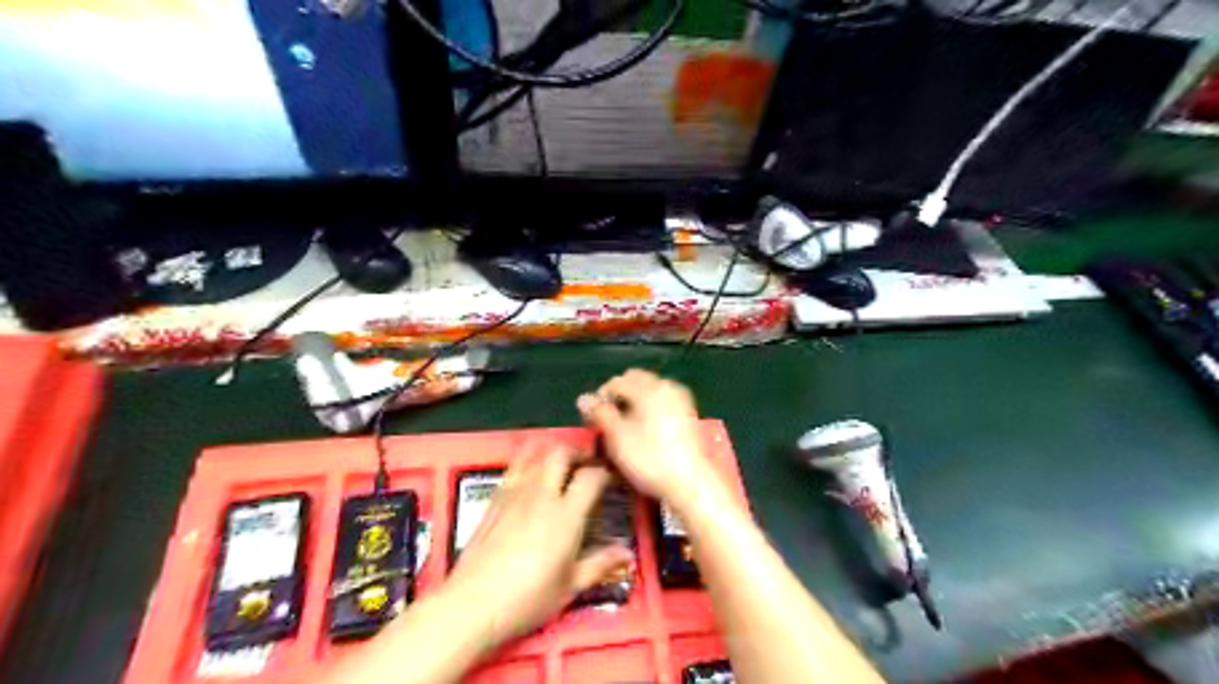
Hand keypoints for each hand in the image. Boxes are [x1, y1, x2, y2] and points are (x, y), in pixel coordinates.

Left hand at [440, 441, 628, 647]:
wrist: (473, 604)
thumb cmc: (528, 598)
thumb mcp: (570, 586)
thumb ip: (600, 564)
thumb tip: (627, 554)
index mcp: (566, 514)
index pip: (591, 476)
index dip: (605, 473)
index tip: (611, 480)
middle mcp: (542, 494)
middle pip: (561, 453)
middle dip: (578, 453)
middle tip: (587, 466)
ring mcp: (515, 493)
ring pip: (536, 454)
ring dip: (552, 452)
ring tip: (561, 465)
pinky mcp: (495, 499)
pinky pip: (514, 467)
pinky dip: (528, 461)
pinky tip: (531, 476)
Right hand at [579, 370, 715, 509]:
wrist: (690, 481)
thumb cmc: (650, 459)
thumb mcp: (618, 437)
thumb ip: (600, 413)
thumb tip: (583, 398)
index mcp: (648, 388)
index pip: (615, 382)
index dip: (600, 399)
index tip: (594, 421)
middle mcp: (665, 386)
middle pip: (634, 379)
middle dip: (619, 395)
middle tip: (610, 421)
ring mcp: (679, 397)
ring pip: (648, 389)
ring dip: (634, 401)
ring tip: (626, 427)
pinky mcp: (687, 411)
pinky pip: (661, 400)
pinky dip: (649, 407)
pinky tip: (645, 430)